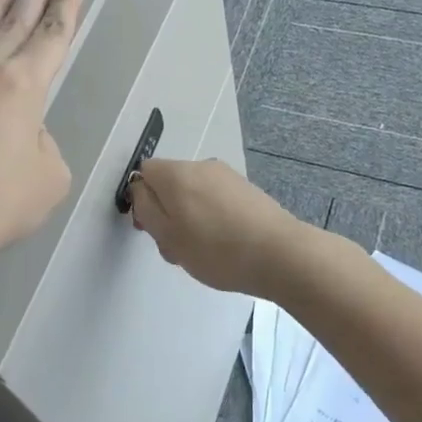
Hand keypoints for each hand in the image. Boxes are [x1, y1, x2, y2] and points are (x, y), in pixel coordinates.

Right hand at [127, 158, 305, 298]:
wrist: (281, 255)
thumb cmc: (216, 249)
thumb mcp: (167, 235)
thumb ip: (145, 208)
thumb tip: (140, 188)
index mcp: (176, 173)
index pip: (144, 172)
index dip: (141, 200)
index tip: (150, 229)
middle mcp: (201, 166)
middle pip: (169, 184)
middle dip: (166, 213)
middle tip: (176, 249)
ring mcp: (227, 177)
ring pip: (193, 194)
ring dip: (189, 219)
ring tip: (203, 252)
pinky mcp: (248, 190)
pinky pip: (216, 200)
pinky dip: (213, 219)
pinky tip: (225, 246)